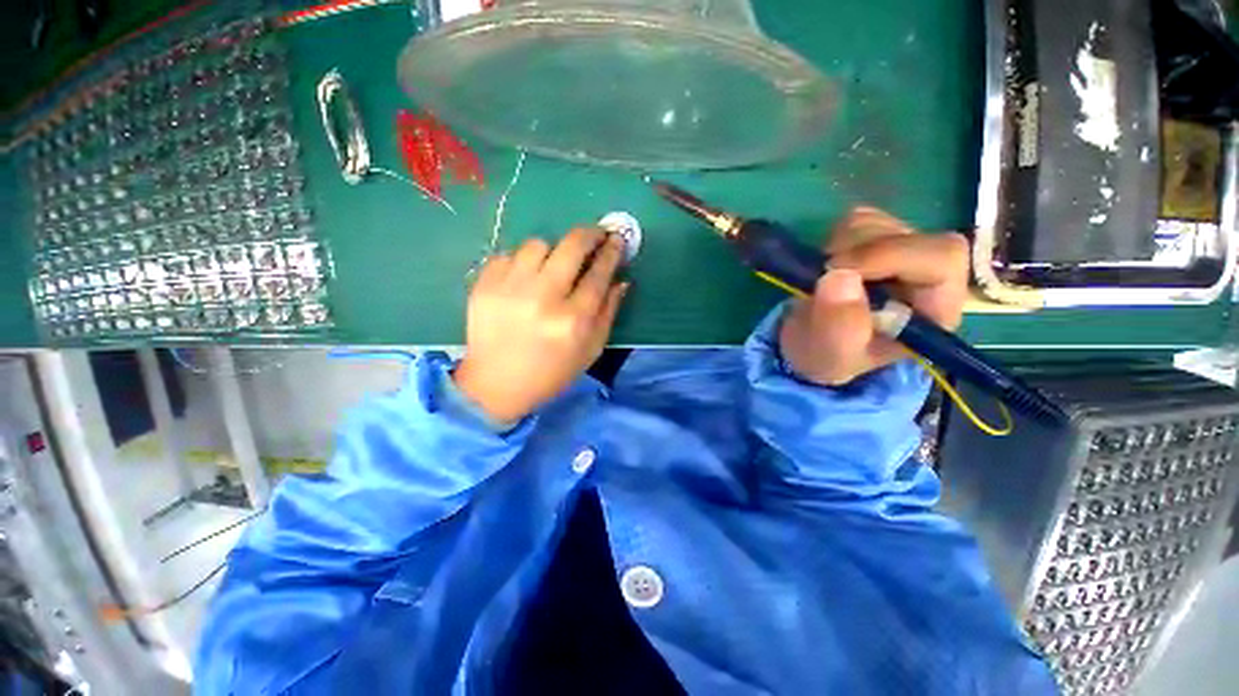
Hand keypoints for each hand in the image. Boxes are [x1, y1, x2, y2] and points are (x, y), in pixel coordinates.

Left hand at [454, 229, 629, 421]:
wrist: (495, 385)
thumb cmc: (551, 372)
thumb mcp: (590, 350)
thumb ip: (609, 313)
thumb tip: (620, 280)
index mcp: (573, 320)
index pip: (599, 274)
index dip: (611, 252)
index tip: (617, 239)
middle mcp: (543, 298)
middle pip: (572, 247)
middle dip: (589, 233)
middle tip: (596, 234)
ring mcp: (509, 288)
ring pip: (538, 244)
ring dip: (552, 251)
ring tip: (552, 266)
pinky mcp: (484, 285)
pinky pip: (509, 255)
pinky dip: (521, 263)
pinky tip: (523, 280)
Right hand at [779, 207, 968, 385]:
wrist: (812, 345)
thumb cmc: (830, 355)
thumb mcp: (832, 353)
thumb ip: (839, 325)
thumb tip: (837, 276)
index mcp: (935, 307)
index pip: (941, 258)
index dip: (891, 255)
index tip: (838, 270)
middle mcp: (926, 273)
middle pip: (909, 234)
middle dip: (858, 251)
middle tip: (824, 274)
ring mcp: (900, 251)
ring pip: (878, 223)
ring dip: (840, 247)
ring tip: (824, 280)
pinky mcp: (874, 239)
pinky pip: (857, 220)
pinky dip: (834, 239)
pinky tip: (828, 267)